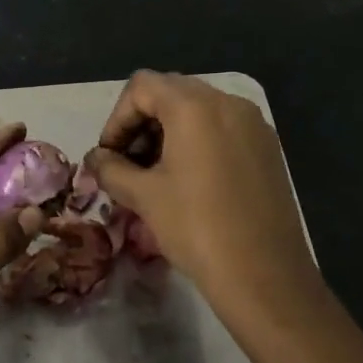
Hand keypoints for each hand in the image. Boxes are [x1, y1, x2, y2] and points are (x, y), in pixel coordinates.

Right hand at [86, 72, 320, 320]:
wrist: (266, 276)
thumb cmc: (197, 228)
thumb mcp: (144, 197)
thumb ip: (112, 169)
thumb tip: (95, 159)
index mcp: (195, 106)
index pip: (142, 86)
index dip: (117, 118)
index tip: (110, 157)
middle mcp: (228, 102)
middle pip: (171, 92)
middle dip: (142, 123)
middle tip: (128, 165)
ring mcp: (253, 124)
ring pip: (198, 110)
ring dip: (168, 132)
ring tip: (155, 176)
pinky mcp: (268, 147)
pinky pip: (223, 128)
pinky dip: (198, 141)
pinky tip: (190, 182)